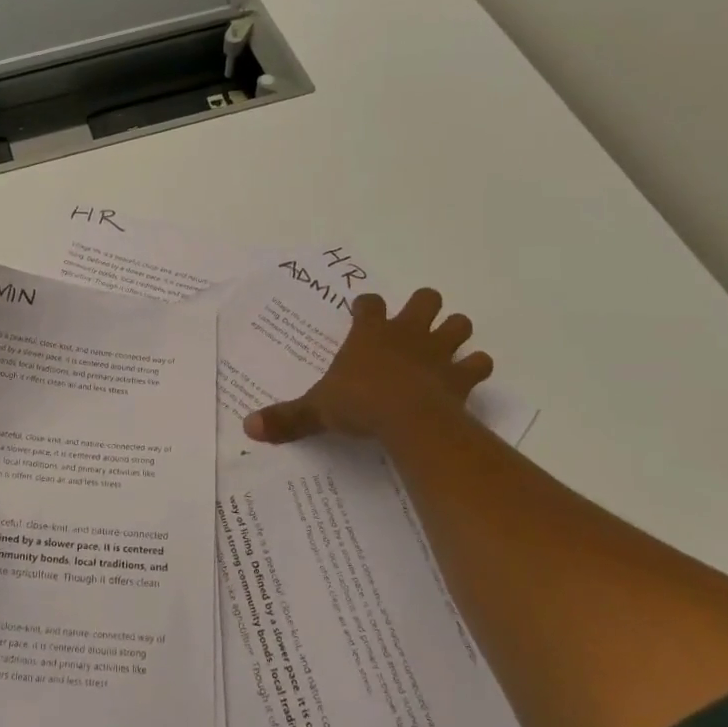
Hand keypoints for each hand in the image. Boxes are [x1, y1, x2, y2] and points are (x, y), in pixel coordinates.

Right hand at [244, 290, 492, 445]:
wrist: (408, 420)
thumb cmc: (359, 404)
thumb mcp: (317, 410)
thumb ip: (287, 417)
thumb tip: (249, 427)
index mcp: (370, 332)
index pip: (369, 303)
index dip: (366, 306)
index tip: (362, 312)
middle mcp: (406, 332)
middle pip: (425, 299)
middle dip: (423, 308)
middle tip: (413, 328)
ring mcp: (438, 351)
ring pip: (459, 324)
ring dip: (455, 332)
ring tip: (445, 348)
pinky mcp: (461, 375)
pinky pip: (478, 363)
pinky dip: (475, 368)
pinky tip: (467, 378)